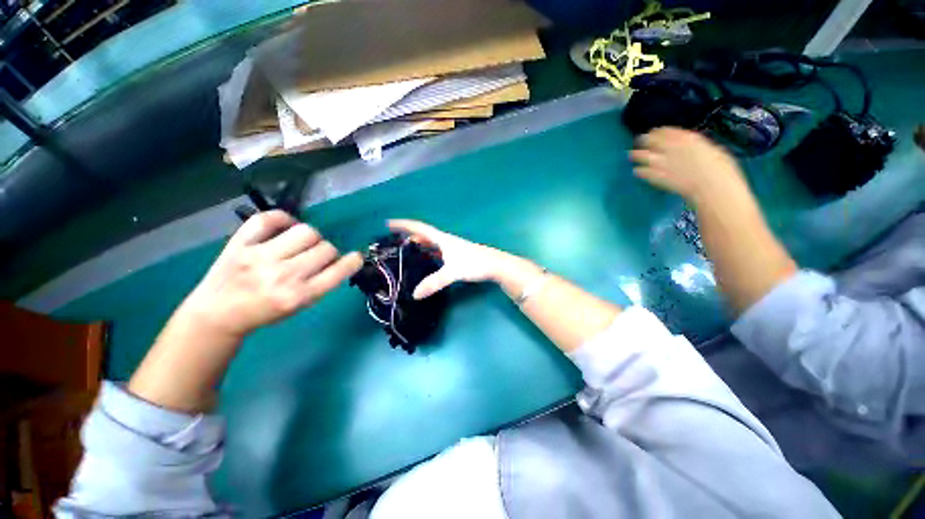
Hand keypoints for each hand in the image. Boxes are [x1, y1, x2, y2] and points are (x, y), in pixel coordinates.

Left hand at [182, 210, 362, 338]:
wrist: (217, 314)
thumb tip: (339, 260)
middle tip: (316, 257)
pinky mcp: (240, 244)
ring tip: (301, 243)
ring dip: (310, 237)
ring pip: (306, 231)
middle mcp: (283, 275)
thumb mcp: (299, 307)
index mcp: (300, 295)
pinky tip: (285, 227)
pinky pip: (268, 219)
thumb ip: (321, 284)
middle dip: (328, 252)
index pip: (339, 271)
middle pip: (326, 248)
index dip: (353, 261)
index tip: (355, 257)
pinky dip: (282, 219)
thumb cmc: (264, 313)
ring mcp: (260, 257)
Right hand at [388, 220, 510, 298]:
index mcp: (442, 239)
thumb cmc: (474, 263)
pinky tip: (424, 261)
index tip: (388, 223)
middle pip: (423, 235)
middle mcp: (445, 241)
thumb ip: (434, 282)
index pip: (419, 228)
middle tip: (392, 241)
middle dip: (408, 235)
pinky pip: (436, 252)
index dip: (404, 225)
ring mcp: (451, 248)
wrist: (495, 265)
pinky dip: (427, 254)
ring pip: (430, 244)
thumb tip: (415, 295)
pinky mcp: (455, 255)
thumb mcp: (453, 272)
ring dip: (417, 245)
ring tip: (403, 251)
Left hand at [630, 128, 749, 205]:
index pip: (667, 131)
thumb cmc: (720, 168)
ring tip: (631, 155)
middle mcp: (671, 148)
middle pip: (651, 141)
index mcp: (687, 139)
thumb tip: (691, 147)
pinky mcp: (657, 177)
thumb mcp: (711, 149)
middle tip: (640, 140)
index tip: (654, 131)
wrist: (712, 186)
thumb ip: (696, 147)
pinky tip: (636, 171)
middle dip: (644, 140)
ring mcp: (662, 163)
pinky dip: (639, 171)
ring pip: (643, 155)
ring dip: (636, 155)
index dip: (658, 131)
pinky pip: (643, 172)